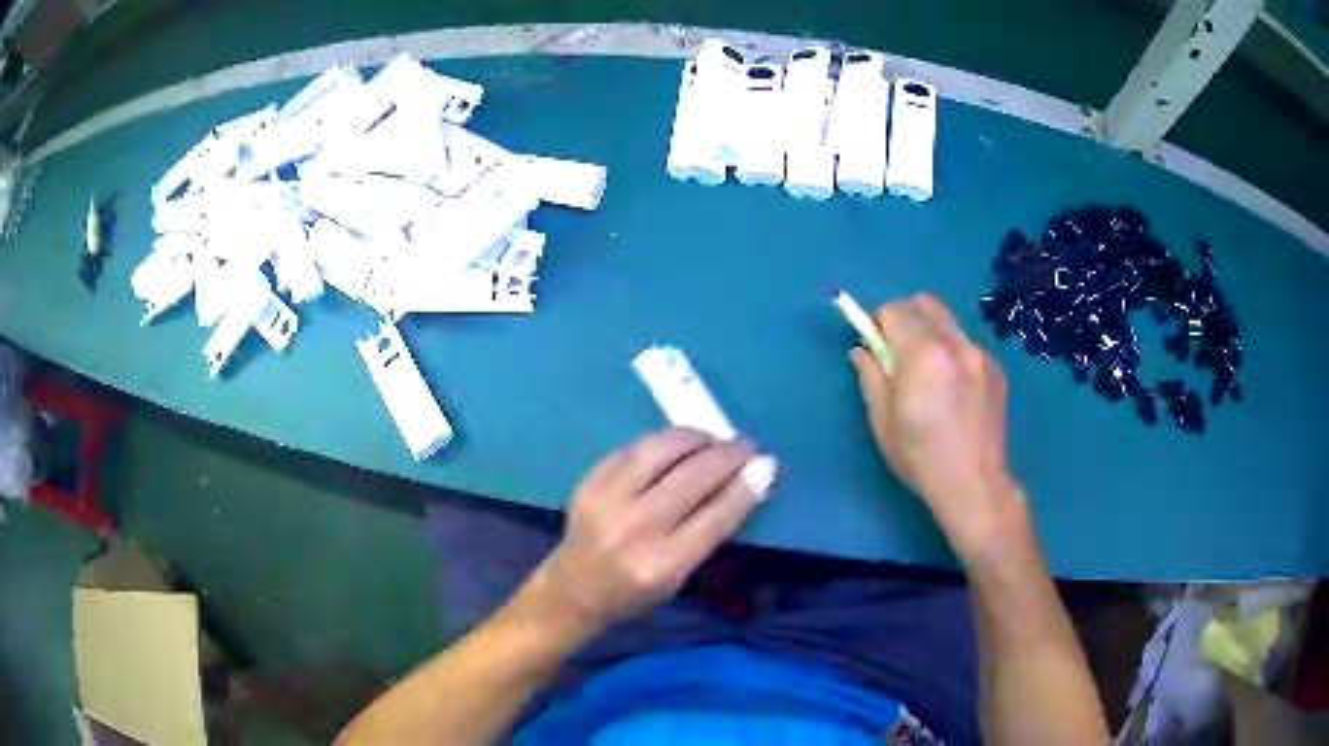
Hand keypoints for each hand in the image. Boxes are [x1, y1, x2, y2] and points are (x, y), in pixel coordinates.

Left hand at [538, 429, 776, 631]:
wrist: (574, 588)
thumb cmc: (636, 592)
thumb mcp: (680, 576)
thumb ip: (710, 531)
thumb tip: (749, 482)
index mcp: (661, 566)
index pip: (716, 516)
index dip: (746, 486)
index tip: (767, 465)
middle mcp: (634, 529)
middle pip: (693, 477)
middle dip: (729, 455)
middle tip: (747, 448)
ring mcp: (607, 500)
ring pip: (662, 450)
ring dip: (698, 438)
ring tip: (716, 439)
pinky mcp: (590, 480)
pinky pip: (636, 447)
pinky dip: (666, 441)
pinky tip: (682, 443)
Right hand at [849, 293, 1025, 560]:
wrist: (973, 483)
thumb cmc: (919, 456)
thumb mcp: (882, 421)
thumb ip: (871, 377)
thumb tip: (862, 351)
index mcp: (921, 353)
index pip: (895, 309)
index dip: (880, 322)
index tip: (876, 344)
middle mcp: (954, 343)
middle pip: (926, 303)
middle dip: (908, 317)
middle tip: (902, 351)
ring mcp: (980, 354)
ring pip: (950, 324)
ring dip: (934, 336)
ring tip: (933, 375)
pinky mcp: (997, 370)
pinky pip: (969, 346)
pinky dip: (956, 355)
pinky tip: (957, 391)